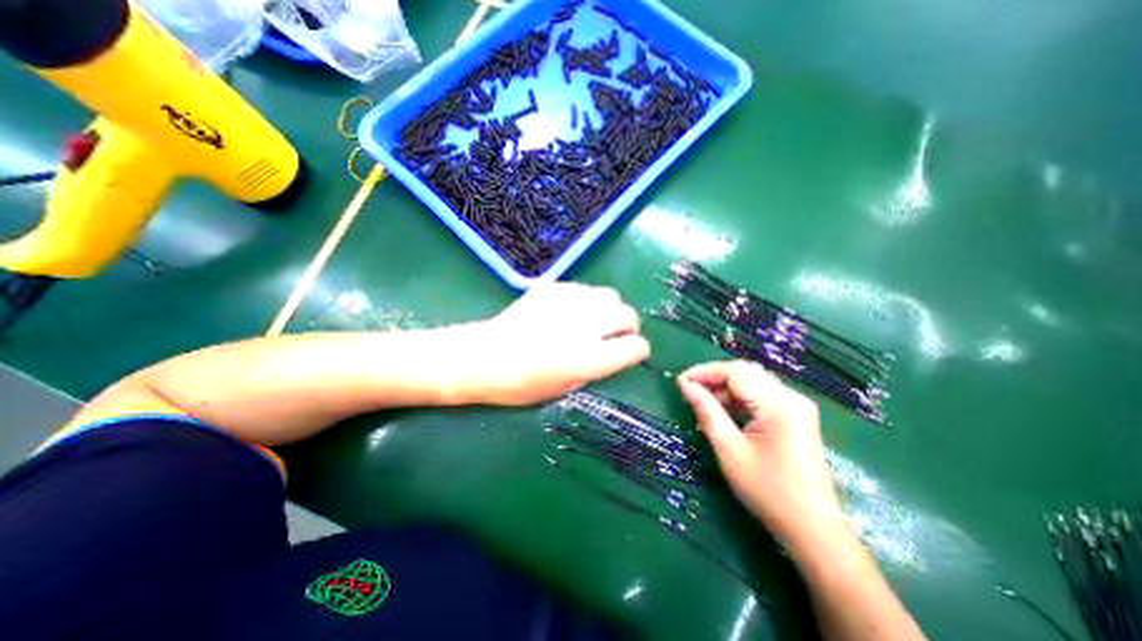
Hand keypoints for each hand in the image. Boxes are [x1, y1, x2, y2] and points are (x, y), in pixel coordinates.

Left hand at [458, 284, 644, 405]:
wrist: (484, 358)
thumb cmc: (523, 385)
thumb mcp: (567, 388)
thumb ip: (598, 367)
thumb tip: (616, 351)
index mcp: (587, 359)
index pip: (635, 347)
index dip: (638, 350)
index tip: (632, 352)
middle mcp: (583, 327)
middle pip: (627, 315)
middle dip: (628, 326)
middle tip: (615, 334)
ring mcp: (567, 303)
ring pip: (610, 295)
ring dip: (608, 310)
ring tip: (593, 320)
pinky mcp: (552, 288)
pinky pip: (584, 289)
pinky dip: (585, 301)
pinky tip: (569, 312)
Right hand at [675, 361, 845, 544]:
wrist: (813, 530)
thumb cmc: (767, 491)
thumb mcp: (729, 449)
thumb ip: (707, 411)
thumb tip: (685, 385)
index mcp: (779, 403)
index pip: (736, 372)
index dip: (705, 372)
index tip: (680, 381)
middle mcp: (791, 398)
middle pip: (745, 373)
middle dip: (714, 378)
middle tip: (689, 391)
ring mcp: (796, 407)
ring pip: (753, 383)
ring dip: (725, 389)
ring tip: (702, 403)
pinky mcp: (795, 417)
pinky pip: (761, 397)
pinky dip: (739, 400)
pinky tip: (722, 412)